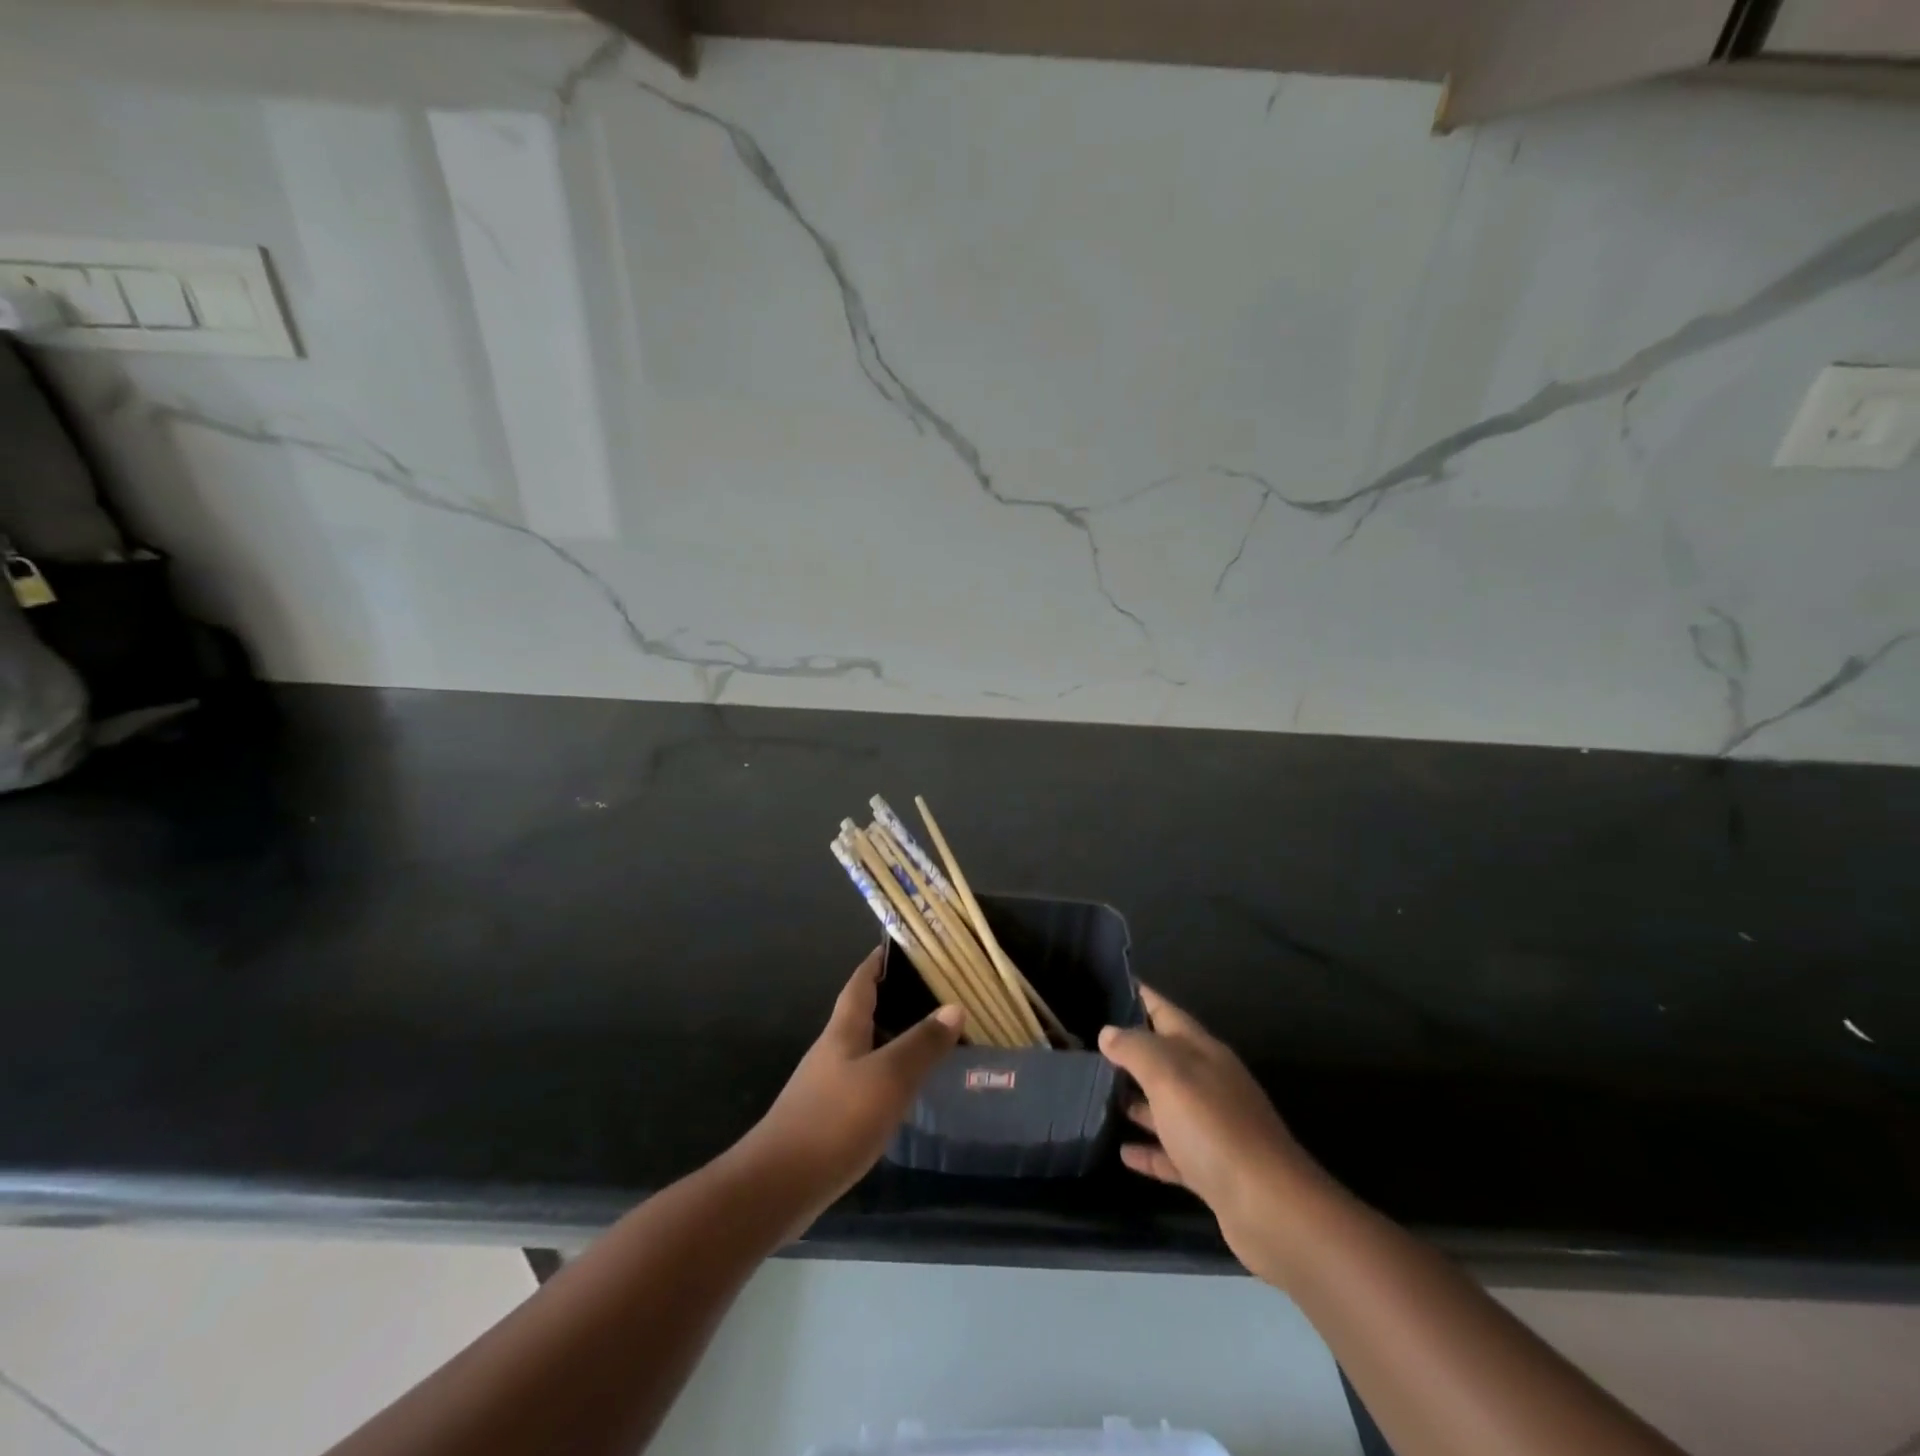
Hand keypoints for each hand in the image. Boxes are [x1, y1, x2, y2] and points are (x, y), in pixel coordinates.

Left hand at [738, 947, 962, 1226]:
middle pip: (863, 1012)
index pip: (861, 981)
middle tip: (934, 992)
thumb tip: (954, 1006)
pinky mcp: (828, 1117)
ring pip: (866, 1048)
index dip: (879, 960)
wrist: (778, 1186)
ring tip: (931, 1038)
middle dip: (894, 998)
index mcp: (844, 1030)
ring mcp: (827, 1084)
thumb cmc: (835, 1120)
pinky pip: (865, 1080)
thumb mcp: (888, 1077)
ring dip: (894, 1038)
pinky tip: (906, 1089)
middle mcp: (833, 1050)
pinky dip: (888, 1074)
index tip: (903, 945)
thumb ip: (921, 1044)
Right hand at [1100, 985, 1334, 1285]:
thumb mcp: (1168, 1075)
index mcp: (1202, 1052)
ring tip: (1096, 1095)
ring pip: (1166, 1105)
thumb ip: (1135, 1049)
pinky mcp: (1211, 1169)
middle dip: (1129, 1050)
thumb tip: (1109, 1032)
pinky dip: (1148, 1150)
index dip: (1139, 996)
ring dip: (1136, 1100)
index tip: (1107, 985)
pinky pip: (1172, 1152)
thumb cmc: (1214, 1128)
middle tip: (1086, 1045)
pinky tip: (1122, 1151)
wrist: (1270, 1208)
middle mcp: (1209, 1083)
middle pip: (1164, 1058)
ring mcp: (1212, 1128)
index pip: (1165, 1011)